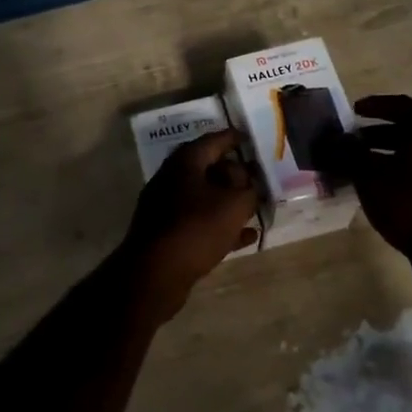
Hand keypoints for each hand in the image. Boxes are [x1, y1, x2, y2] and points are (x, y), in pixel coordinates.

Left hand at [118, 129, 259, 319]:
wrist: (155, 273)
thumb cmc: (197, 228)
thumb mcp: (234, 204)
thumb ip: (248, 189)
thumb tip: (248, 180)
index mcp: (185, 162)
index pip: (213, 140)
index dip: (234, 138)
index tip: (250, 138)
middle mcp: (172, 179)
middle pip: (208, 169)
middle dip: (234, 173)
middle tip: (256, 177)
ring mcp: (166, 208)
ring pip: (204, 198)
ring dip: (229, 202)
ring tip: (255, 207)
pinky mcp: (167, 234)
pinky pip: (200, 223)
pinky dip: (221, 226)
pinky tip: (245, 237)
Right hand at [319, 95, 411, 259]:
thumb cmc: (409, 202)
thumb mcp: (369, 176)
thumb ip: (348, 154)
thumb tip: (330, 141)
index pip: (401, 105)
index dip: (376, 105)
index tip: (354, 110)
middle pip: (408, 131)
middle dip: (376, 134)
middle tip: (352, 141)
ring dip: (386, 155)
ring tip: (360, 167)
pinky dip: (398, 172)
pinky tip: (379, 189)